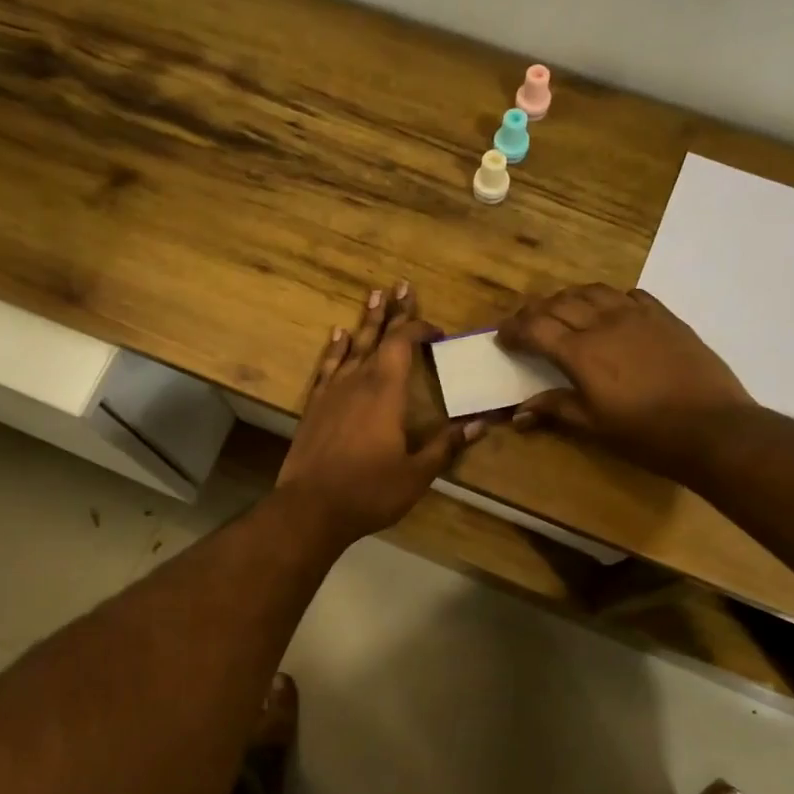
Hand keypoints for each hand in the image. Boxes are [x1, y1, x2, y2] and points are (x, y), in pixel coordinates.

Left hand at [277, 283, 485, 548]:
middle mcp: (358, 381)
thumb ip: (446, 445)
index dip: (419, 329)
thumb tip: (482, 424)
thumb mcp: (417, 473)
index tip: (436, 330)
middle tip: (400, 285)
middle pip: (378, 336)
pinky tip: (338, 335)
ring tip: (373, 296)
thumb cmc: (369, 491)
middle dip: (392, 311)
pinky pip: (327, 367)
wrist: (311, 508)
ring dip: (365, 322)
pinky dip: (334, 349)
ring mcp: (332, 392)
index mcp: (386, 392)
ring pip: (351, 346)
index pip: (403, 344)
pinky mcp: (314, 406)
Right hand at [495, 284, 753, 484]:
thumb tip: (519, 413)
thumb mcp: (595, 427)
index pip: (536, 328)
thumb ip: (557, 410)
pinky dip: (609, 299)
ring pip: (593, 291)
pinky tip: (609, 311)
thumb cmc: (647, 435)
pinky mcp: (665, 316)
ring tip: (562, 312)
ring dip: (569, 298)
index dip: (514, 330)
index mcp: (581, 352)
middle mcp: (604, 323)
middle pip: (559, 303)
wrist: (713, 428)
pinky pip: (630, 295)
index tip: (502, 337)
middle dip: (535, 311)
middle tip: (525, 324)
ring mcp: (638, 315)